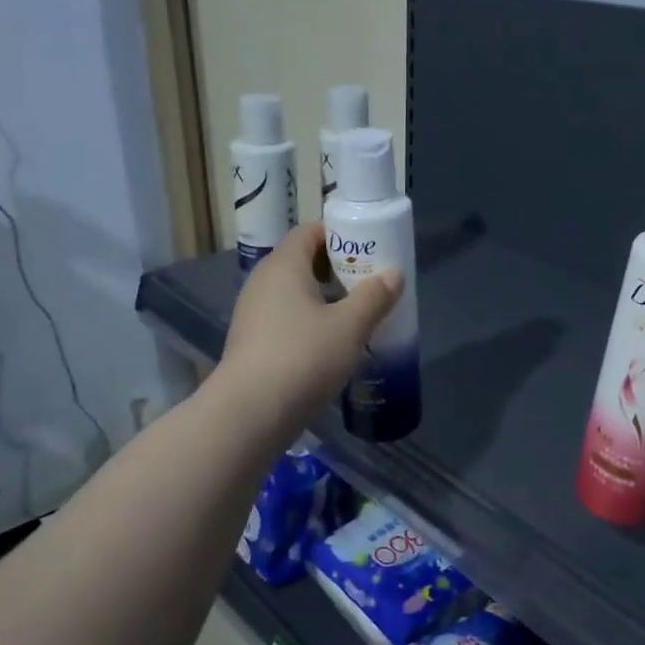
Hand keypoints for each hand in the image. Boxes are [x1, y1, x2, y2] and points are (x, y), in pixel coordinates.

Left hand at [217, 224, 401, 434]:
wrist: (251, 412)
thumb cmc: (303, 357)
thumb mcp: (350, 326)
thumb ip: (374, 296)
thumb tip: (394, 274)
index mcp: (284, 266)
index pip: (310, 232)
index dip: (340, 236)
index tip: (369, 252)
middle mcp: (263, 282)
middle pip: (303, 262)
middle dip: (338, 270)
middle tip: (370, 286)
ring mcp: (254, 314)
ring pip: (295, 295)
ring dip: (325, 301)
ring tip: (357, 318)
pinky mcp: (253, 343)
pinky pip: (286, 320)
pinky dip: (310, 324)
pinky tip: (332, 346)